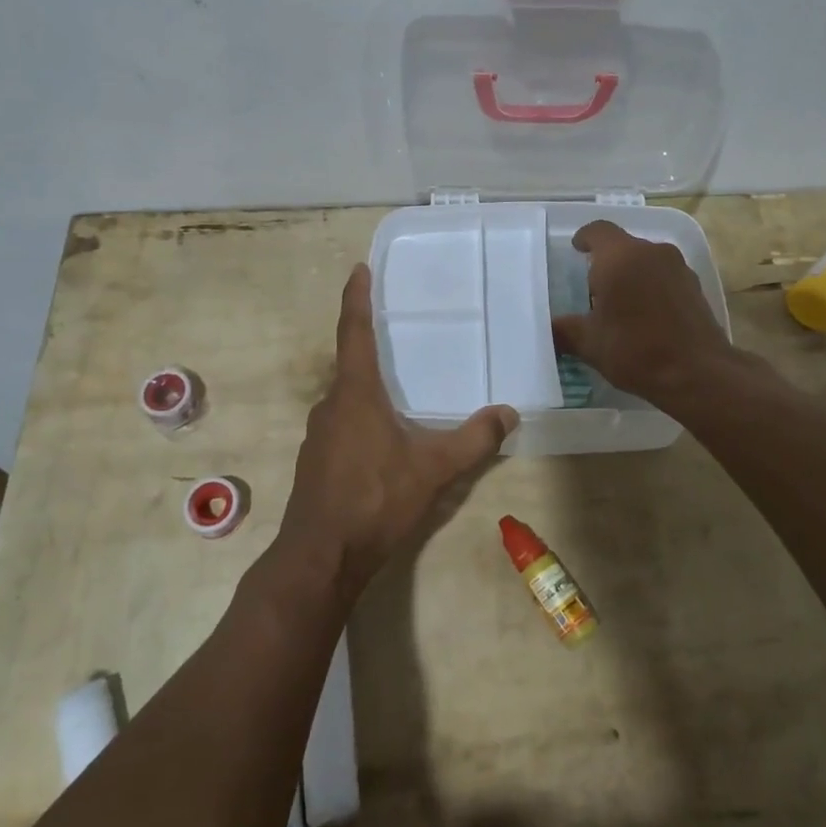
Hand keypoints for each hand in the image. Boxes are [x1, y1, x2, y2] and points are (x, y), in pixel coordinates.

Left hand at [275, 264, 516, 601]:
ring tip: (398, 390)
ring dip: (368, 388)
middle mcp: (331, 405)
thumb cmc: (375, 500)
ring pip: (346, 398)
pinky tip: (383, 440)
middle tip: (397, 333)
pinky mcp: (316, 461)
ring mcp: (318, 435)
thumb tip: (509, 413)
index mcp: (355, 393)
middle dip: (370, 346)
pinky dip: (362, 418)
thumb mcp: (433, 469)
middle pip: (350, 364)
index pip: (354, 332)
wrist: (321, 557)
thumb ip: (474, 440)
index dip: (357, 298)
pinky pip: (342, 424)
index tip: (359, 269)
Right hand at [551, 220, 736, 407]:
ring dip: (632, 275)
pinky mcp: (695, 287)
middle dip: (607, 263)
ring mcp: (678, 268)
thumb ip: (564, 330)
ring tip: (620, 305)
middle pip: (623, 246)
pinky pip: (664, 277)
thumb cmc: (636, 350)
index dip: (584, 238)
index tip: (577, 249)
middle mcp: (651, 252)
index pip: (598, 230)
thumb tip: (550, 328)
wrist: (699, 374)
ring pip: (646, 261)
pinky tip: (646, 317)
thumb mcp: (589, 344)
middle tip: (593, 289)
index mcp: (620, 257)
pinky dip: (652, 288)